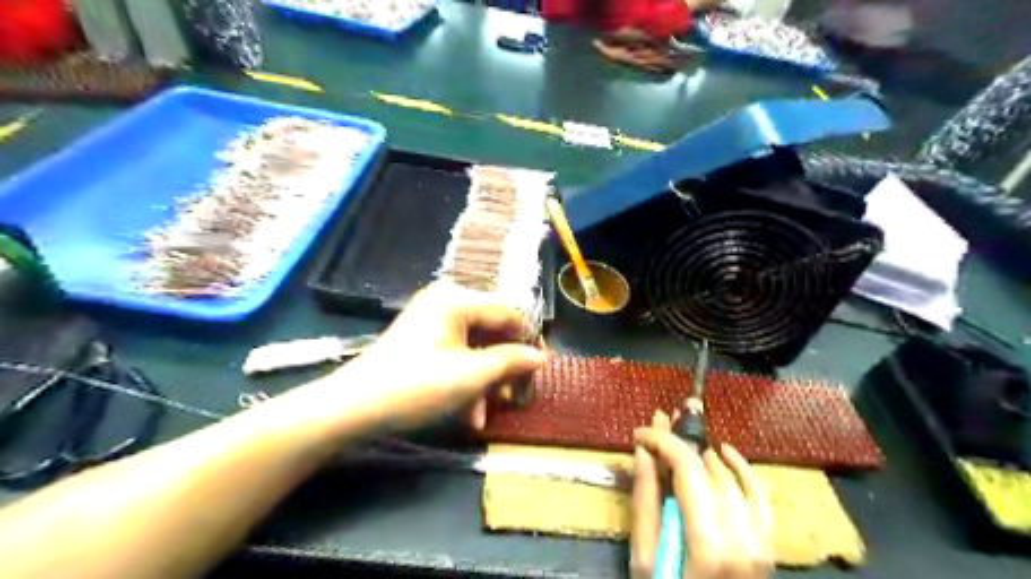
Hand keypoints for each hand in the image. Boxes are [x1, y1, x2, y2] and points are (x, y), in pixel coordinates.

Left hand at [338, 282, 546, 432]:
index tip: (542, 368)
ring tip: (490, 411)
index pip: (509, 312)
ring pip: (476, 347)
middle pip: (492, 330)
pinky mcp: (424, 340)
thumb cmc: (416, 385)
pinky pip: (457, 354)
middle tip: (515, 395)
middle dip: (504, 367)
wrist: (353, 408)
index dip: (529, 339)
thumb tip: (541, 356)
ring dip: (486, 380)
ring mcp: (433, 320)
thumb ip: (511, 361)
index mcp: (457, 299)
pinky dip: (467, 380)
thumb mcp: (471, 375)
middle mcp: (446, 301)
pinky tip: (470, 413)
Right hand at [629, 412, 772, 577]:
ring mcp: (761, 543)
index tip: (639, 432)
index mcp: (710, 544)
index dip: (662, 441)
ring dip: (704, 454)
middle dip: (680, 441)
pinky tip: (726, 452)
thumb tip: (643, 451)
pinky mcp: (768, 547)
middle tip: (659, 422)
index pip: (688, 469)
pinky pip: (761, 498)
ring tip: (679, 439)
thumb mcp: (645, 560)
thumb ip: (647, 502)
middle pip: (710, 469)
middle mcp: (743, 538)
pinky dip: (744, 470)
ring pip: (733, 477)